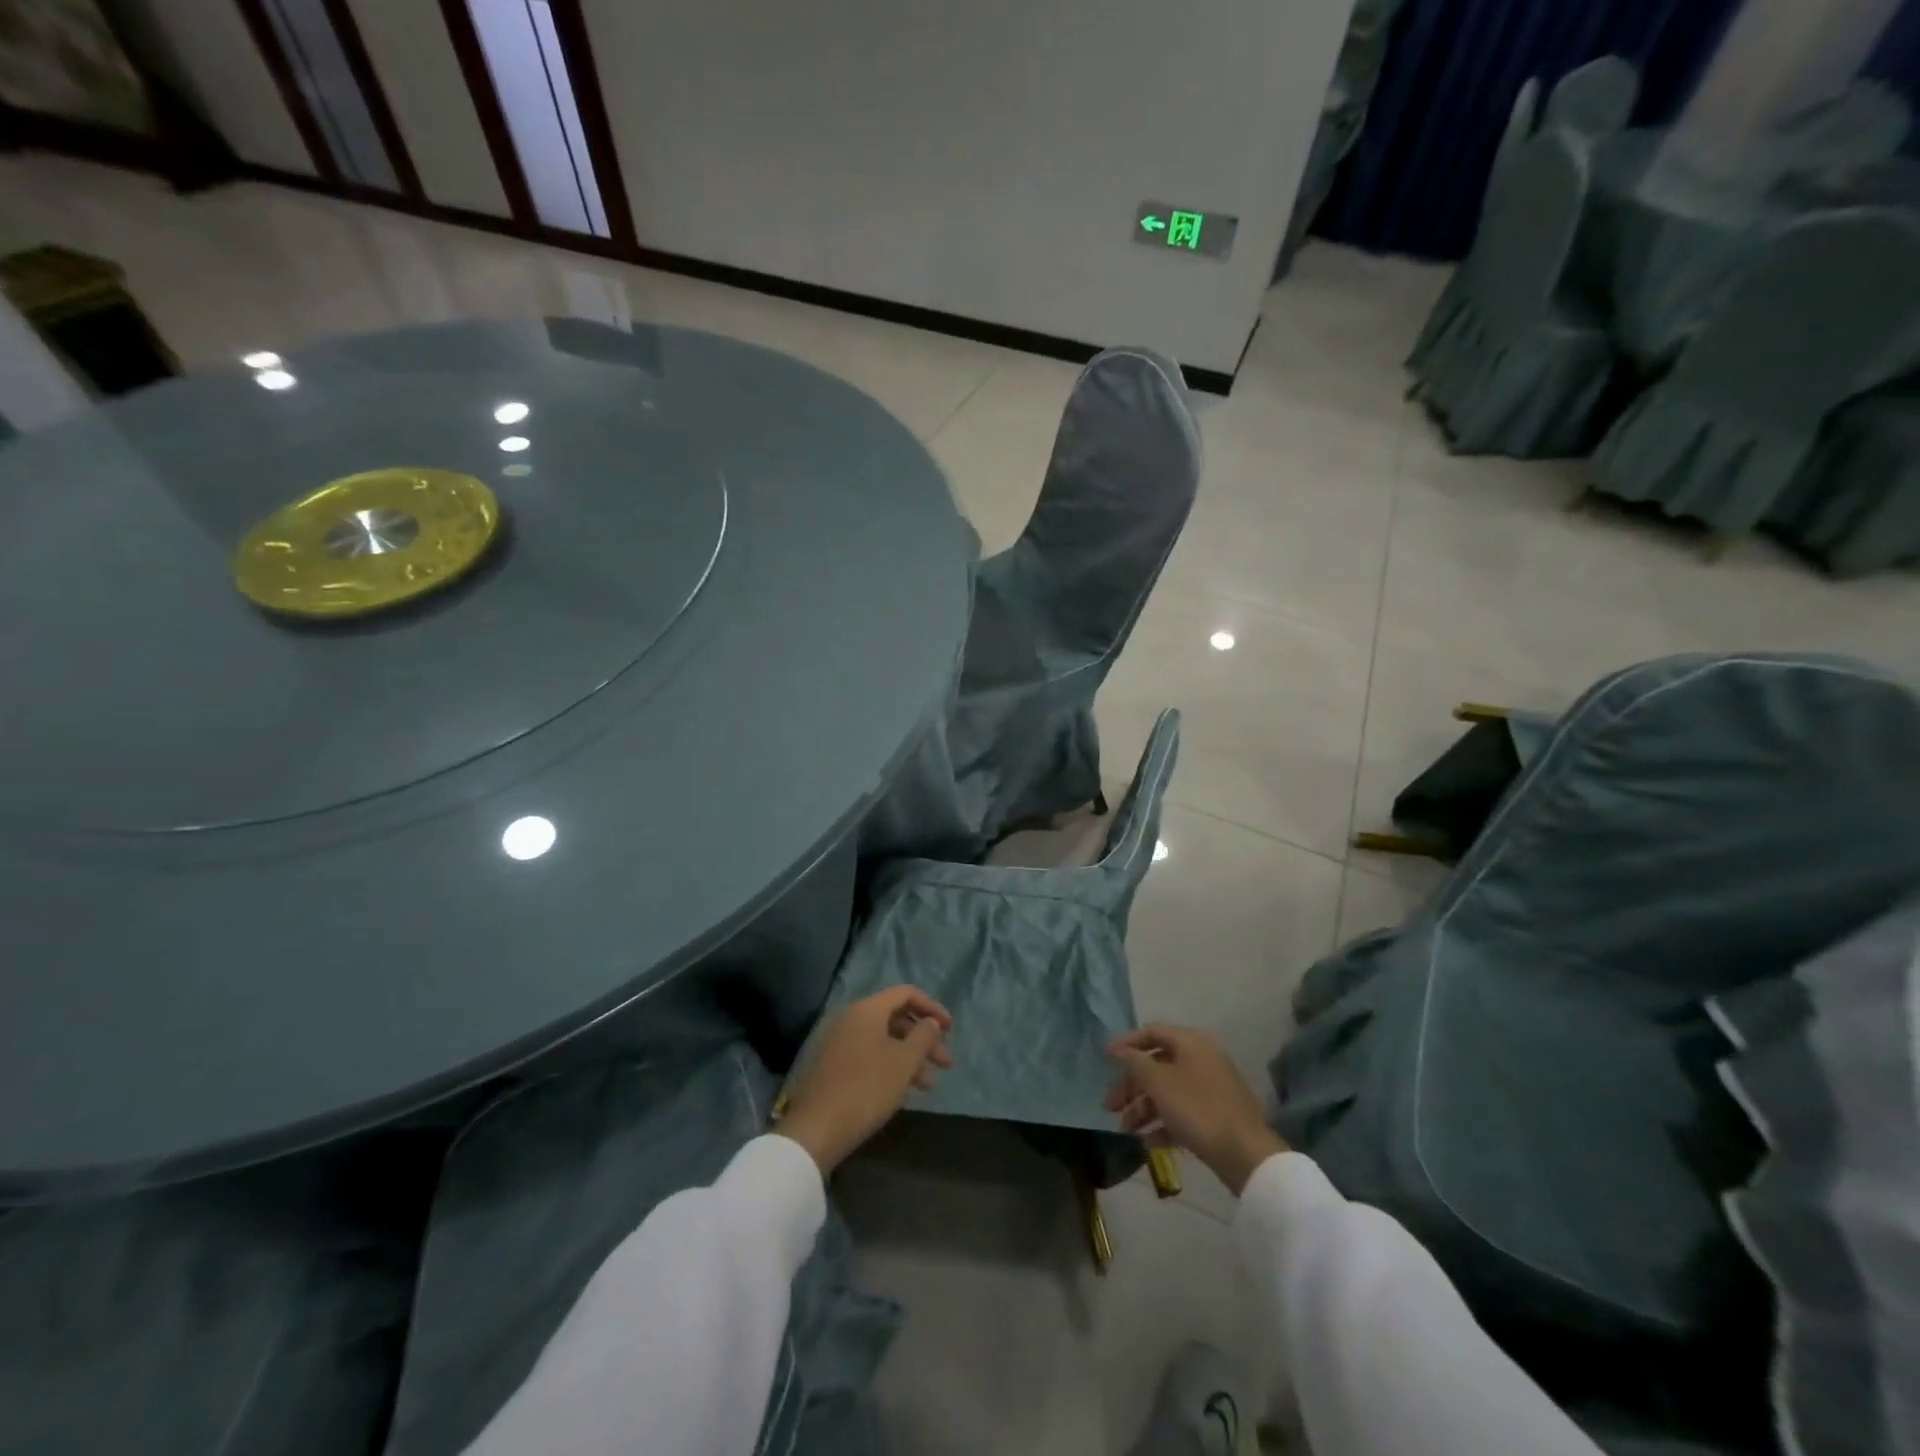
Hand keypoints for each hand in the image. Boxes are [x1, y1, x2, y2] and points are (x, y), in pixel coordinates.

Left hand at [778, 987, 953, 1174]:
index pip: (906, 994)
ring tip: (928, 1086)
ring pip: (884, 1040)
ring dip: (910, 1057)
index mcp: (867, 1010)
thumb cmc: (866, 1089)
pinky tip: (902, 1090)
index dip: (932, 1008)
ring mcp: (840, 1042)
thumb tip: (931, 1022)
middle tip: (944, 1064)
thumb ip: (923, 1037)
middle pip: (896, 1018)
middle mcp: (851, 1018)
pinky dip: (890, 1066)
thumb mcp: (904, 1062)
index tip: (950, 1030)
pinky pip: (870, 1055)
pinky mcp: (834, 1065)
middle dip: (924, 1039)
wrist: (816, 1129)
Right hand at [1105, 1024, 1286, 1194]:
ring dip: (1144, 1108)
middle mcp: (1201, 1059)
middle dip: (1131, 1086)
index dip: (1127, 1043)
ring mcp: (1210, 1088)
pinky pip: (1182, 1112)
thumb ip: (1135, 1062)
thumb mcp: (1159, 1082)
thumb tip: (1120, 1050)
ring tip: (1126, 1130)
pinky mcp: (1215, 1115)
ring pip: (1168, 1091)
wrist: (1245, 1154)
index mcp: (1191, 1043)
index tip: (1105, 1059)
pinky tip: (1147, 1142)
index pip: (1152, 1032)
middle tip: (1110, 1106)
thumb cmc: (1197, 1109)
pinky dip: (1163, 1123)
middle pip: (1157, 1065)